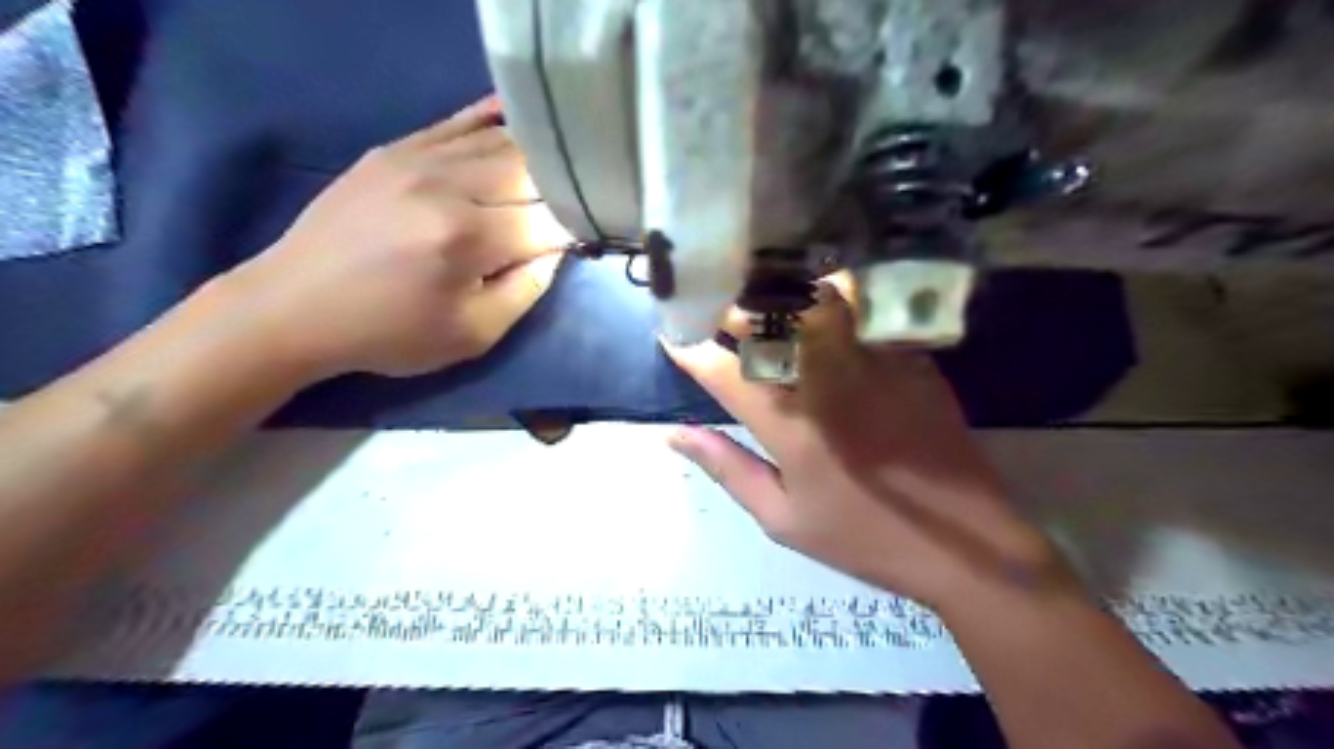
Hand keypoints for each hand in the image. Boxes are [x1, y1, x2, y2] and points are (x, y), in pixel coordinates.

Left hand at [225, 96, 567, 381]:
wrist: (294, 306)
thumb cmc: (389, 333)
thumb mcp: (473, 335)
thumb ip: (526, 290)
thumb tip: (555, 249)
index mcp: (467, 239)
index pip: (548, 221)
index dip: (575, 230)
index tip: (584, 240)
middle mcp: (447, 186)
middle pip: (531, 171)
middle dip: (561, 190)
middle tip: (573, 207)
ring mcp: (417, 157)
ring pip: (501, 142)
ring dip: (537, 158)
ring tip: (558, 170)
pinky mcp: (395, 149)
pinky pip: (457, 122)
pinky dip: (495, 120)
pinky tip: (520, 117)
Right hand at [668, 282, 1069, 604]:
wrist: (965, 543)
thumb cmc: (863, 536)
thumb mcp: (783, 518)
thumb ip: (726, 469)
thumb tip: (674, 435)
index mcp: (790, 426)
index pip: (723, 371)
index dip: (689, 348)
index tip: (672, 335)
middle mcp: (827, 382)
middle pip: (771, 319)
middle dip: (731, 305)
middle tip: (716, 305)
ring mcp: (874, 363)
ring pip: (819, 300)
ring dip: (785, 293)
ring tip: (768, 297)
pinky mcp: (910, 357)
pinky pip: (866, 310)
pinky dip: (836, 300)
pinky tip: (825, 306)